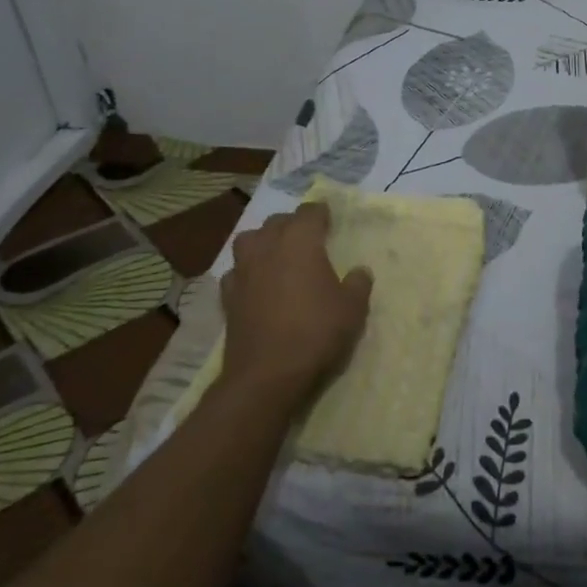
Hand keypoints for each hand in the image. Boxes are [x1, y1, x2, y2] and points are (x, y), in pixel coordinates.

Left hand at [219, 202, 371, 406]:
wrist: (268, 375)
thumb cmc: (316, 332)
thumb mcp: (352, 308)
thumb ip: (358, 284)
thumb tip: (359, 271)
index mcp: (300, 241)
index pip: (309, 211)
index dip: (321, 213)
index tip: (330, 221)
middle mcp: (268, 246)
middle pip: (277, 221)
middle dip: (293, 225)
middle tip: (308, 239)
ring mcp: (243, 271)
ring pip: (250, 240)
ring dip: (264, 242)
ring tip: (278, 256)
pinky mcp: (228, 296)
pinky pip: (236, 272)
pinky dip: (247, 272)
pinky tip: (257, 285)